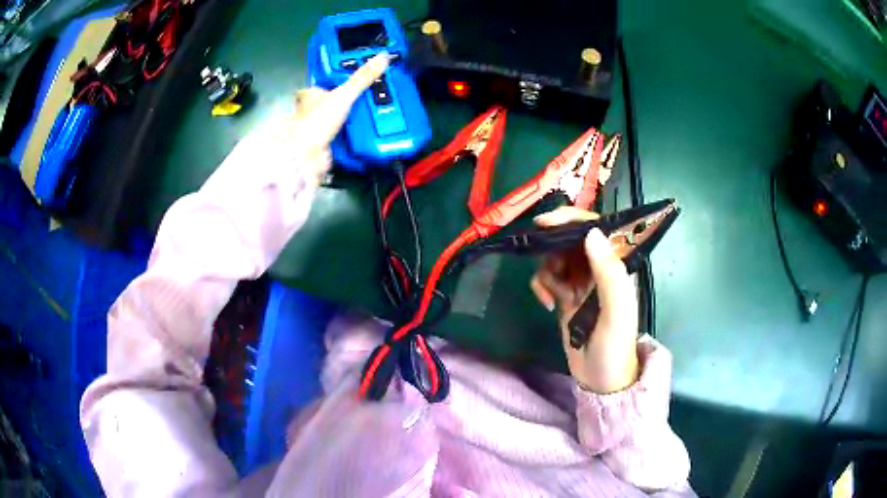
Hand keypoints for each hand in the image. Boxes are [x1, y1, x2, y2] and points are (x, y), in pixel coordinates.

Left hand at [281, 53, 390, 185]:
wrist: (305, 155)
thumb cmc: (318, 120)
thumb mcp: (344, 94)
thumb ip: (363, 78)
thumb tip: (383, 56)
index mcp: (310, 96)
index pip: (319, 86)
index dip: (331, 83)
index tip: (346, 82)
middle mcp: (309, 112)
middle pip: (327, 104)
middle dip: (342, 103)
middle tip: (365, 98)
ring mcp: (314, 131)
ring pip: (333, 122)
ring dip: (347, 121)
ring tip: (370, 115)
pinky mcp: (322, 147)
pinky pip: (338, 139)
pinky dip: (348, 138)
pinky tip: (362, 135)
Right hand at [530, 207, 639, 393]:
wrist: (601, 380)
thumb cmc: (614, 346)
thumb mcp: (616, 311)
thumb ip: (609, 272)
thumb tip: (590, 232)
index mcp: (616, 265)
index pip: (596, 229)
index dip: (571, 219)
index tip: (545, 223)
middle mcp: (599, 268)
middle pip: (571, 239)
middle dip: (553, 246)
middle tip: (541, 258)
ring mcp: (581, 282)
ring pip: (556, 257)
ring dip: (546, 270)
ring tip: (551, 294)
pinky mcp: (566, 296)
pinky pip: (548, 277)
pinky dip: (542, 285)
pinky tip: (547, 304)